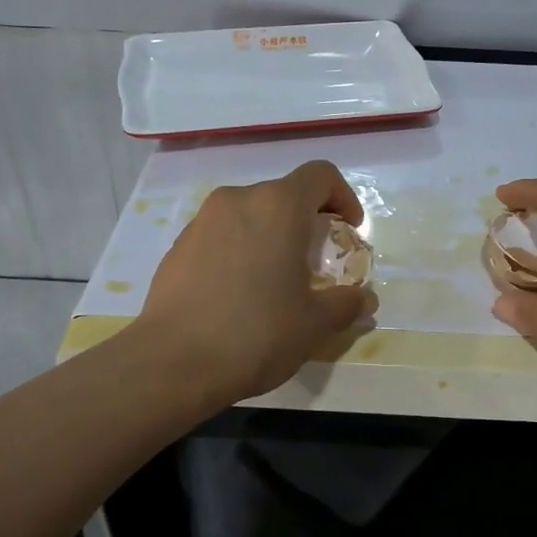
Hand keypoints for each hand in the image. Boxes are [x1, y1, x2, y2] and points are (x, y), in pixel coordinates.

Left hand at [137, 161, 375, 403]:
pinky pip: (221, 235)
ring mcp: (202, 221)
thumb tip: (364, 300)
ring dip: (271, 235)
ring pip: (250, 214)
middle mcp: (238, 200)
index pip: (320, 175)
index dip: (343, 196)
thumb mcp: (315, 324)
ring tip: (276, 279)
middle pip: (284, 194)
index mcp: (278, 206)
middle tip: (316, 261)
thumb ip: (346, 304)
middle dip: (307, 221)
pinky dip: (240, 250)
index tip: (349, 230)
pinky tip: (239, 294)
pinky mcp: (178, 246)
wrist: (173, 362)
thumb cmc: (257, 333)